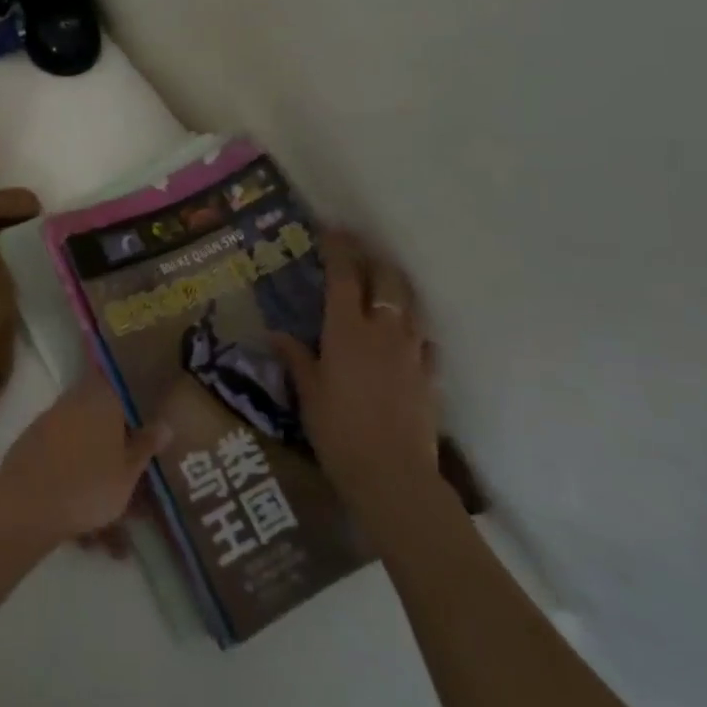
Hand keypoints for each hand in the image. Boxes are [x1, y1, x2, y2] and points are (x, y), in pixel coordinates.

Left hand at [0, 378, 170, 545]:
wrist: (28, 503)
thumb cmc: (90, 484)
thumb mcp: (129, 471)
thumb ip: (146, 445)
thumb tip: (165, 423)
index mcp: (102, 397)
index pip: (122, 387)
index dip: (135, 408)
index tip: (147, 430)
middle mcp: (75, 400)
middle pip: (104, 423)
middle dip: (119, 457)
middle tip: (137, 495)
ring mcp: (51, 421)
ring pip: (85, 451)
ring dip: (99, 484)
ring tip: (115, 539)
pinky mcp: (33, 445)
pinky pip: (65, 464)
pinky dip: (78, 492)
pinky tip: (88, 537)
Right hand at [274, 232, 441, 522]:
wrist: (392, 476)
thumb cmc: (338, 431)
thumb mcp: (308, 392)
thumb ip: (295, 358)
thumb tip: (276, 335)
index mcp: (346, 329)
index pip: (344, 275)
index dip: (339, 248)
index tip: (332, 230)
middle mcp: (383, 331)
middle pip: (386, 280)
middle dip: (373, 261)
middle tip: (358, 254)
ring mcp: (412, 352)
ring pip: (410, 306)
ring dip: (396, 289)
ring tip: (383, 287)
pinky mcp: (430, 377)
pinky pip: (425, 342)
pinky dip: (414, 331)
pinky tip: (406, 339)